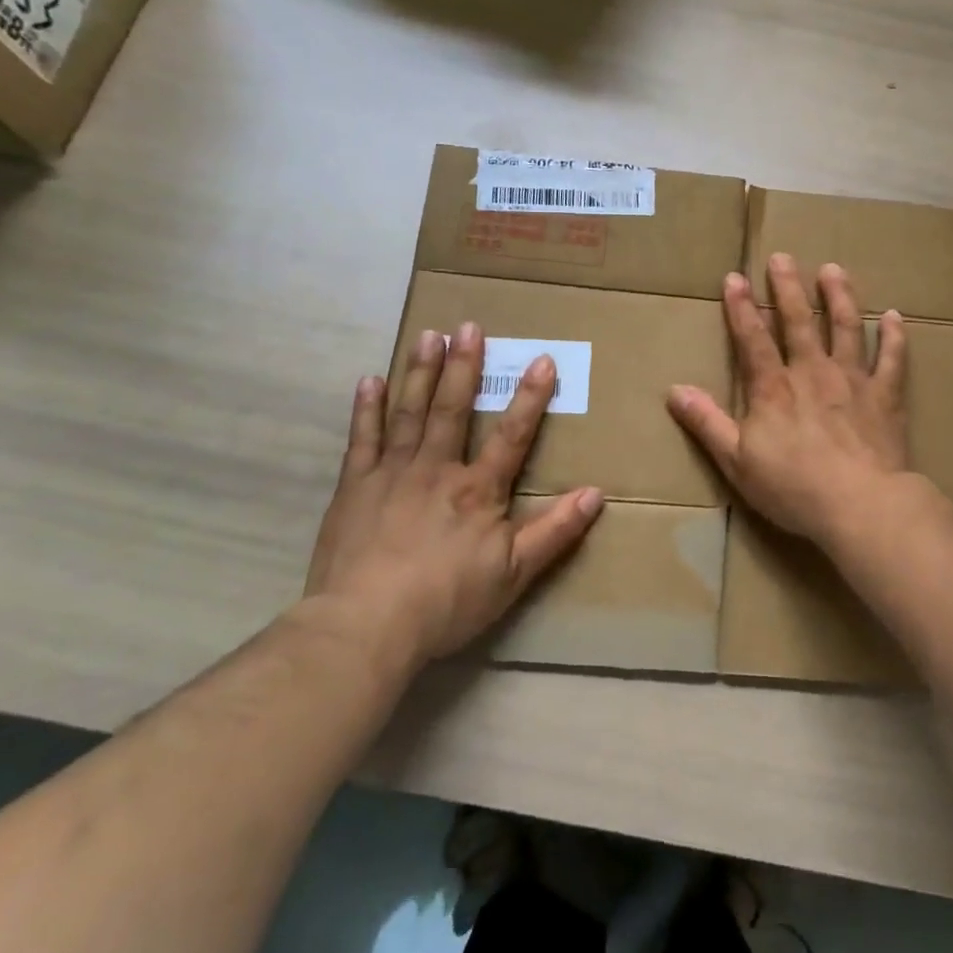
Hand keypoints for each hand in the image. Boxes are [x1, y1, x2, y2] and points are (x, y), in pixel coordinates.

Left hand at [306, 322, 603, 667]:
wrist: (366, 626)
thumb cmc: (447, 601)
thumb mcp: (515, 573)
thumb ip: (555, 531)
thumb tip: (596, 494)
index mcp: (478, 491)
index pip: (512, 435)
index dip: (530, 398)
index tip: (541, 360)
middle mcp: (438, 469)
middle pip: (453, 409)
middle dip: (464, 366)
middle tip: (468, 326)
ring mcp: (393, 474)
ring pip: (409, 413)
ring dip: (420, 372)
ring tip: (428, 335)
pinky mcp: (355, 487)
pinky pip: (362, 439)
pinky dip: (367, 408)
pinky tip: (369, 380)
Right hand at [668, 254, 908, 544]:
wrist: (860, 504)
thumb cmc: (793, 486)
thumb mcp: (736, 461)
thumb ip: (706, 422)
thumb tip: (674, 390)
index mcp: (774, 388)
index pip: (752, 338)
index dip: (740, 307)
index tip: (733, 277)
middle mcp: (812, 372)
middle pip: (799, 321)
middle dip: (788, 287)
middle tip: (783, 257)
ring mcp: (852, 380)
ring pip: (845, 327)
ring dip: (839, 296)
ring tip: (833, 270)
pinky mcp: (885, 396)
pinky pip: (892, 359)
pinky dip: (893, 336)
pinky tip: (893, 316)